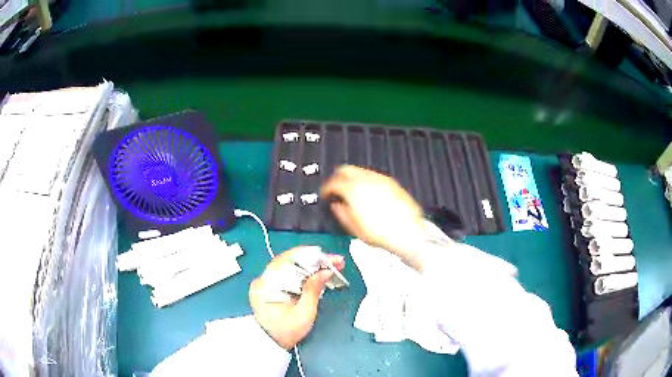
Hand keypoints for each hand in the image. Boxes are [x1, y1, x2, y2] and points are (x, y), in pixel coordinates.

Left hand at [249, 247, 344, 349]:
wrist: (272, 342)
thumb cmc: (287, 330)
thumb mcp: (304, 313)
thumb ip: (313, 289)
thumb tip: (325, 270)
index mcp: (268, 284)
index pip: (290, 260)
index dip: (313, 256)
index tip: (331, 259)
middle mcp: (263, 278)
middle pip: (291, 260)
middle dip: (315, 260)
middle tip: (336, 262)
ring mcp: (265, 281)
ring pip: (291, 265)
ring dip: (311, 265)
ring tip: (331, 267)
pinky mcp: (270, 285)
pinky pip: (288, 272)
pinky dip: (303, 272)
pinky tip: (318, 274)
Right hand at [321, 165, 426, 266]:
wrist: (408, 232)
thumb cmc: (381, 233)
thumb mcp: (354, 228)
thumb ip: (341, 213)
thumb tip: (336, 206)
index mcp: (353, 189)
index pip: (333, 182)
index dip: (326, 189)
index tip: (325, 194)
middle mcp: (366, 179)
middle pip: (346, 169)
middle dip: (338, 177)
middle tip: (336, 189)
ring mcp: (380, 179)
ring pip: (360, 170)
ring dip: (352, 178)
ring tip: (352, 193)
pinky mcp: (392, 182)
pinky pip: (373, 176)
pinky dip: (366, 181)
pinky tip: (368, 194)